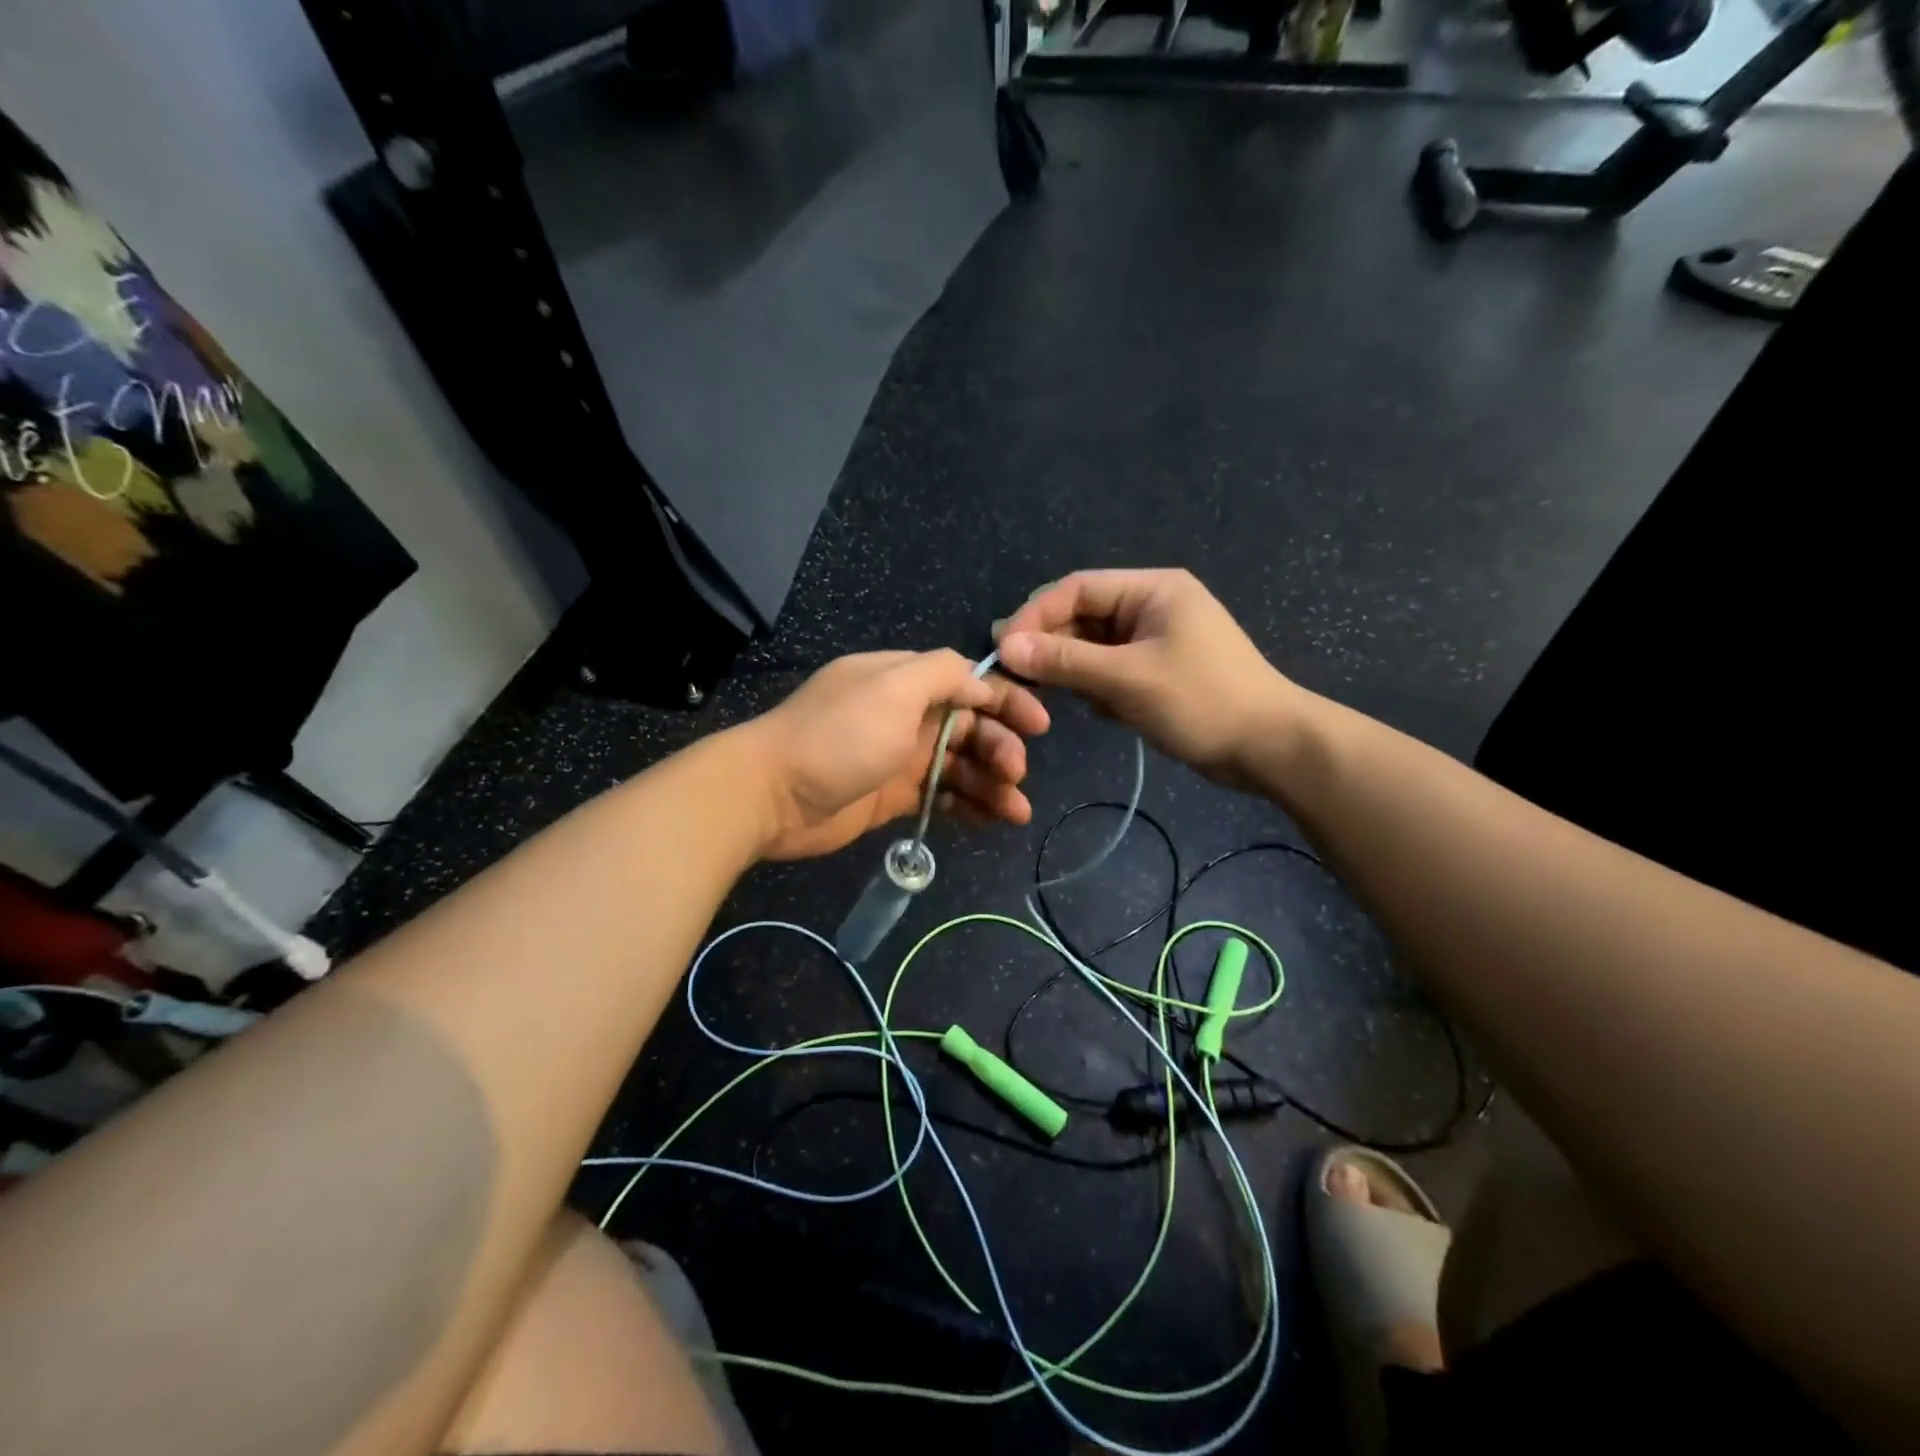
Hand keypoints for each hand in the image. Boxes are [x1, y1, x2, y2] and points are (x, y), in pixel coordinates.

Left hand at [741, 649, 1049, 860]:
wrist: (771, 796)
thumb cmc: (837, 737)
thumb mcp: (892, 689)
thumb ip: (941, 673)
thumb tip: (980, 680)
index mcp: (904, 681)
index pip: (967, 683)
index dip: (1006, 701)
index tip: (1038, 724)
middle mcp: (905, 715)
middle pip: (969, 727)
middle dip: (1000, 747)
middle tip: (1015, 774)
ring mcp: (898, 758)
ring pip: (959, 766)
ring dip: (992, 783)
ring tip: (1016, 811)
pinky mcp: (892, 796)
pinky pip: (941, 796)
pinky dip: (968, 805)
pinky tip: (992, 820)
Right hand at [995, 569, 1299, 787]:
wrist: (1269, 747)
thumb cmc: (1202, 701)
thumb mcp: (1127, 679)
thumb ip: (1065, 660)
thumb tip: (1005, 645)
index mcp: (1151, 590)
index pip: (1076, 589)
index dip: (1035, 615)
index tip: (1003, 649)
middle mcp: (1151, 606)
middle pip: (1082, 616)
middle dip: (1051, 646)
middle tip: (1016, 677)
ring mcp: (1155, 639)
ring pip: (1093, 646)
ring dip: (1074, 670)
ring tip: (1057, 698)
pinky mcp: (1157, 670)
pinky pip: (1110, 669)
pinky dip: (1097, 687)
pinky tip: (1101, 710)